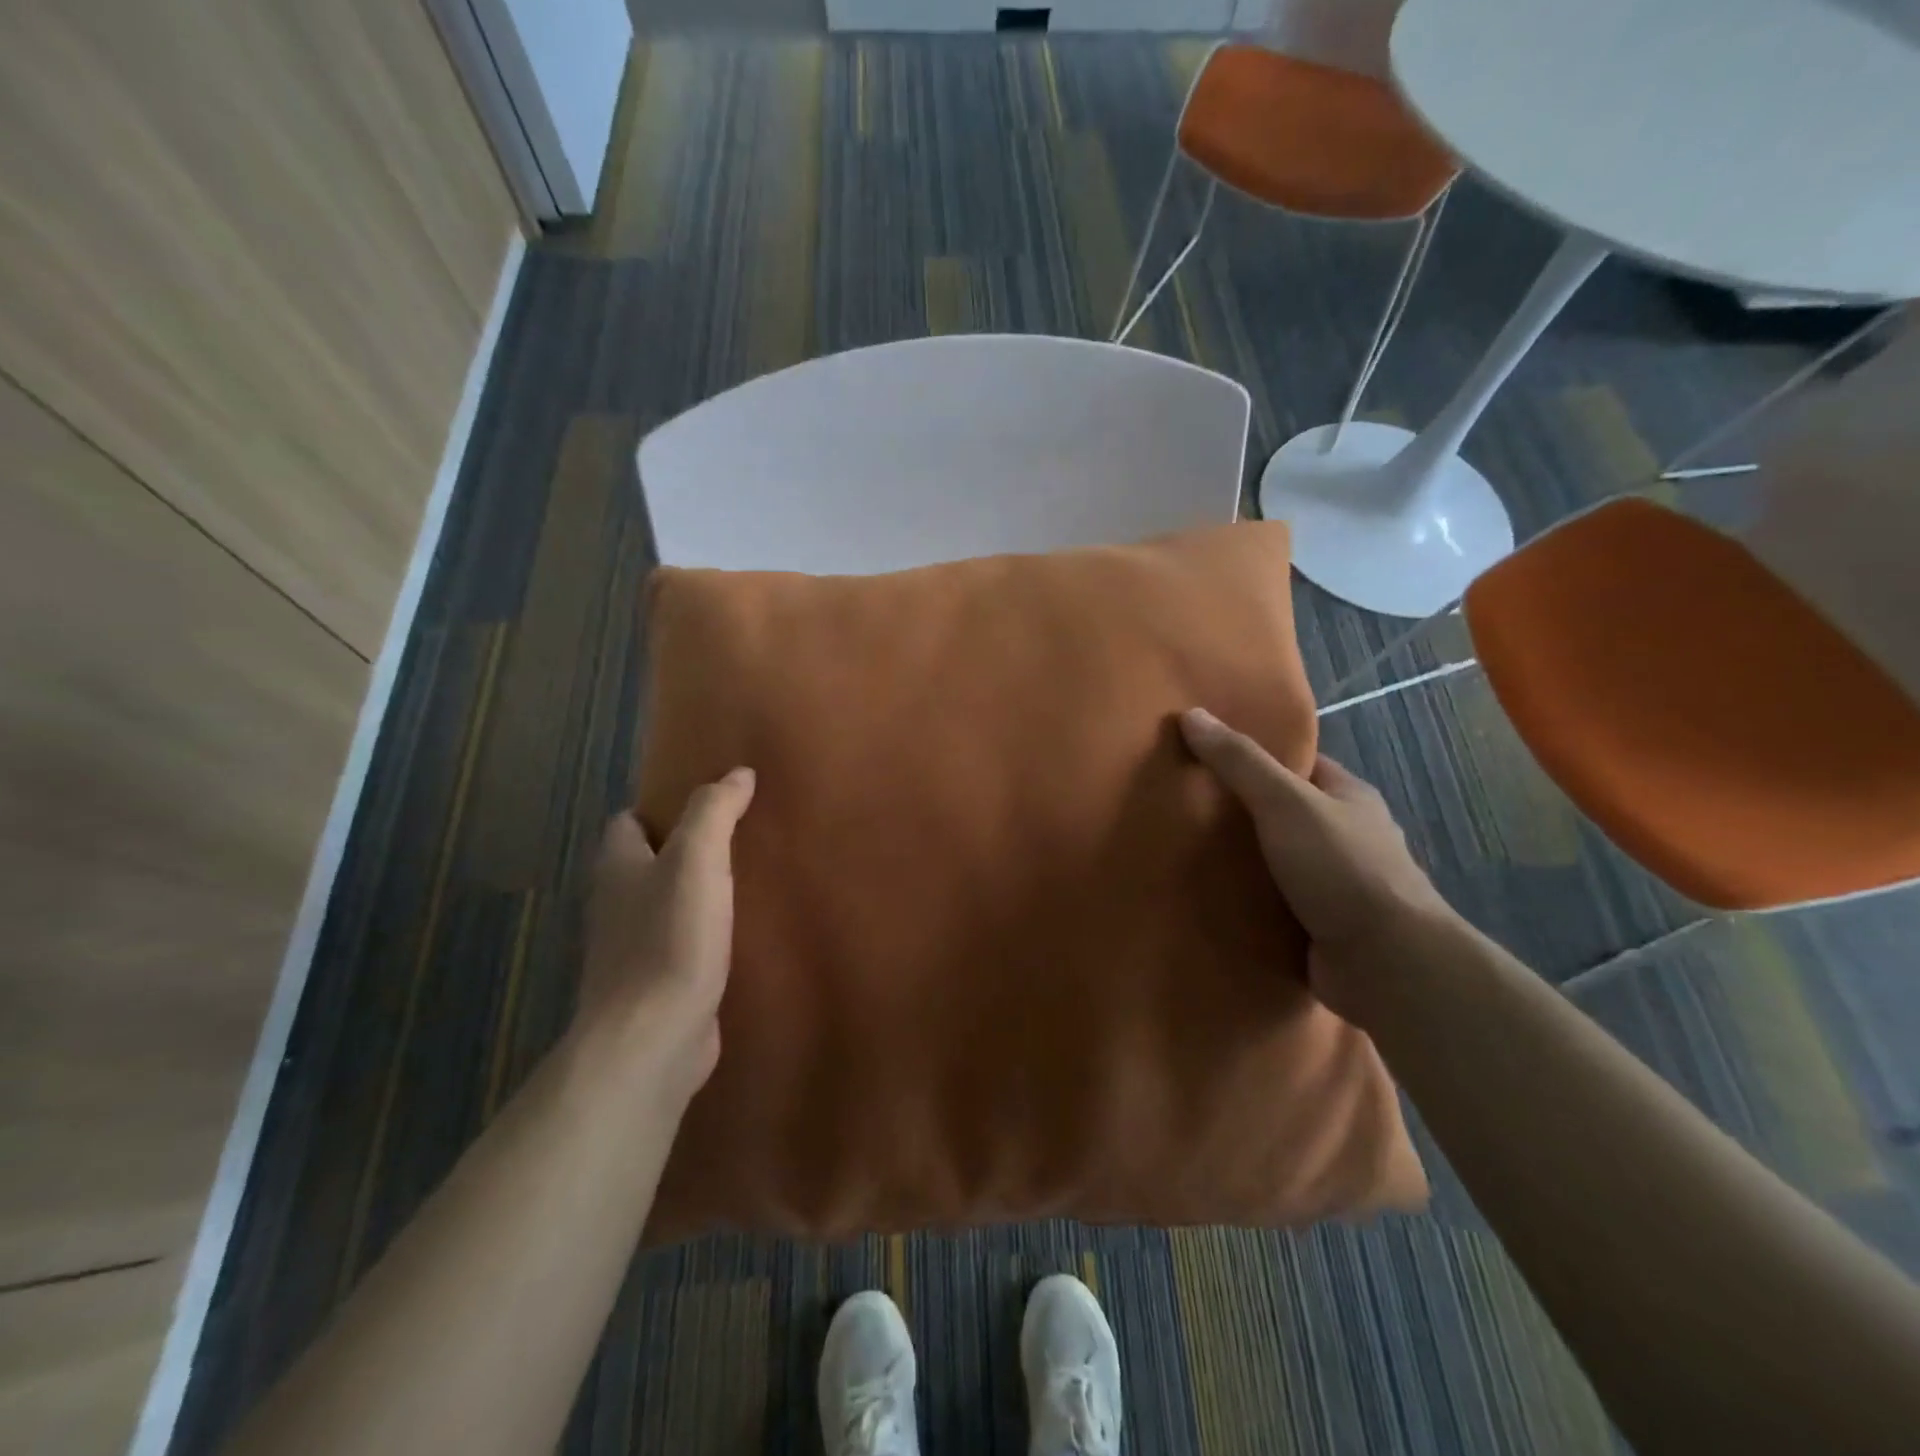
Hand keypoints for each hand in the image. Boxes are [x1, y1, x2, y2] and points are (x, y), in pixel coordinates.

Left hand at [577, 768, 754, 1102]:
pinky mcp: (654, 986)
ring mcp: (630, 950)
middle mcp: (615, 905)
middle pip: (645, 864)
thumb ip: (714, 811)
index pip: (626, 822)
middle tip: (736, 839)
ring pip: (662, 906)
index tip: (707, 805)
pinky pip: (678, 945)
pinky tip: (737, 935)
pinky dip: (701, 935)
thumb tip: (739, 772)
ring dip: (694, 894)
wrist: (652, 1038)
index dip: (661, 808)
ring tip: (743, 881)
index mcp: (617, 867)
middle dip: (682, 850)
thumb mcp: (697, 859)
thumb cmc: (670, 939)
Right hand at [1180, 708, 1455, 1022]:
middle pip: (1282, 815)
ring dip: (1240, 864)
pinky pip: (1274, 905)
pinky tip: (1207, 898)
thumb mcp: (1285, 801)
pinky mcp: (1321, 927)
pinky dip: (1246, 903)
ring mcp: (1336, 885)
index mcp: (1349, 798)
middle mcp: (1346, 838)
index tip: (1205, 759)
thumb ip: (1239, 761)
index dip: (1255, 758)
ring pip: (1276, 863)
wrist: (1386, 963)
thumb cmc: (1341, 868)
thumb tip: (1191, 714)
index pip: (1298, 766)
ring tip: (1182, 854)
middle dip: (1239, 815)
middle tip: (1183, 808)